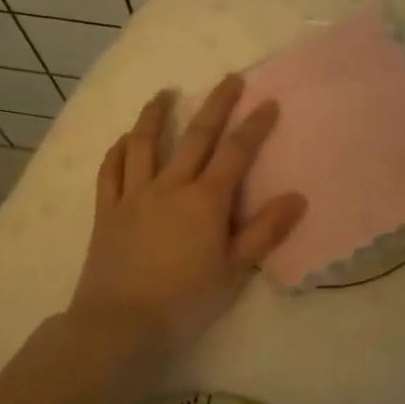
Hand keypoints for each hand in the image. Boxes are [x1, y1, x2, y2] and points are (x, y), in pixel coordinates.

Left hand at [69, 75, 305, 345]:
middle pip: (195, 136)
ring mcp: (135, 196)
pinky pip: (111, 171)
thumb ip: (265, 231)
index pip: (235, 152)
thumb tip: (297, 197)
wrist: (121, 324)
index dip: (254, 126)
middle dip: (215, 105)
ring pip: (144, 144)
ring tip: (164, 94)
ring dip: (155, 115)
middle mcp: (170, 186)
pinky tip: (124, 139)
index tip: (268, 102)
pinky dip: (118, 151)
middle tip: (229, 79)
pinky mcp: (108, 211)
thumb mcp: (234, 270)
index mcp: (205, 200)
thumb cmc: (186, 300)